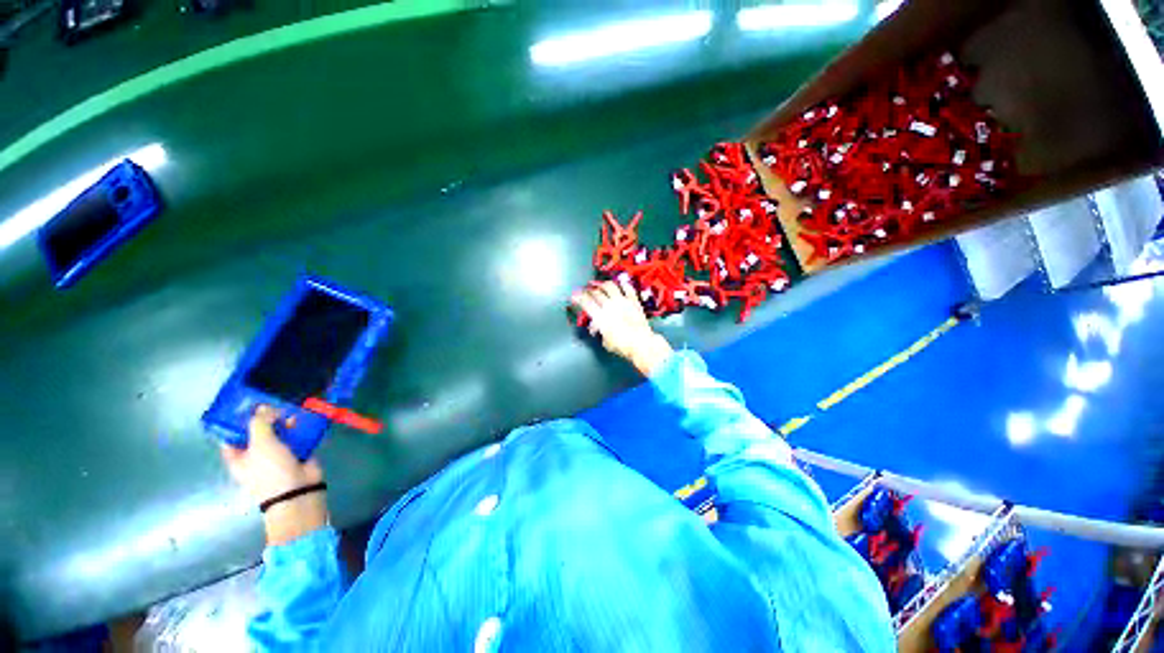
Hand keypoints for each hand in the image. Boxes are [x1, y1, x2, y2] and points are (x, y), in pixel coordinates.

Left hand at [221, 406, 328, 544]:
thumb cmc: (270, 470)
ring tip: (293, 410)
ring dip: (286, 422)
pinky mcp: (298, 453)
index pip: (232, 436)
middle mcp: (256, 455)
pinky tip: (306, 419)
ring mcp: (278, 454)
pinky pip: (298, 437)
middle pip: (258, 432)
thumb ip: (260, 423)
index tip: (248, 405)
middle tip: (275, 404)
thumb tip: (265, 408)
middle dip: (267, 419)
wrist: (298, 490)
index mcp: (238, 457)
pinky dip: (301, 428)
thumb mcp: (260, 443)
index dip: (237, 421)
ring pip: (280, 433)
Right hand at [571, 280, 674, 376]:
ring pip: (610, 286)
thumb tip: (598, 327)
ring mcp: (622, 302)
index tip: (574, 295)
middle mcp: (610, 306)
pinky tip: (621, 284)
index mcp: (600, 316)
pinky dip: (623, 285)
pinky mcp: (634, 301)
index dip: (578, 297)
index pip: (585, 302)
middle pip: (596, 292)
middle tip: (587, 292)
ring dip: (603, 284)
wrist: (641, 344)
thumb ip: (600, 331)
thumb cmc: (622, 346)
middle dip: (589, 291)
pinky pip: (628, 288)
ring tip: (600, 285)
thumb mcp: (606, 341)